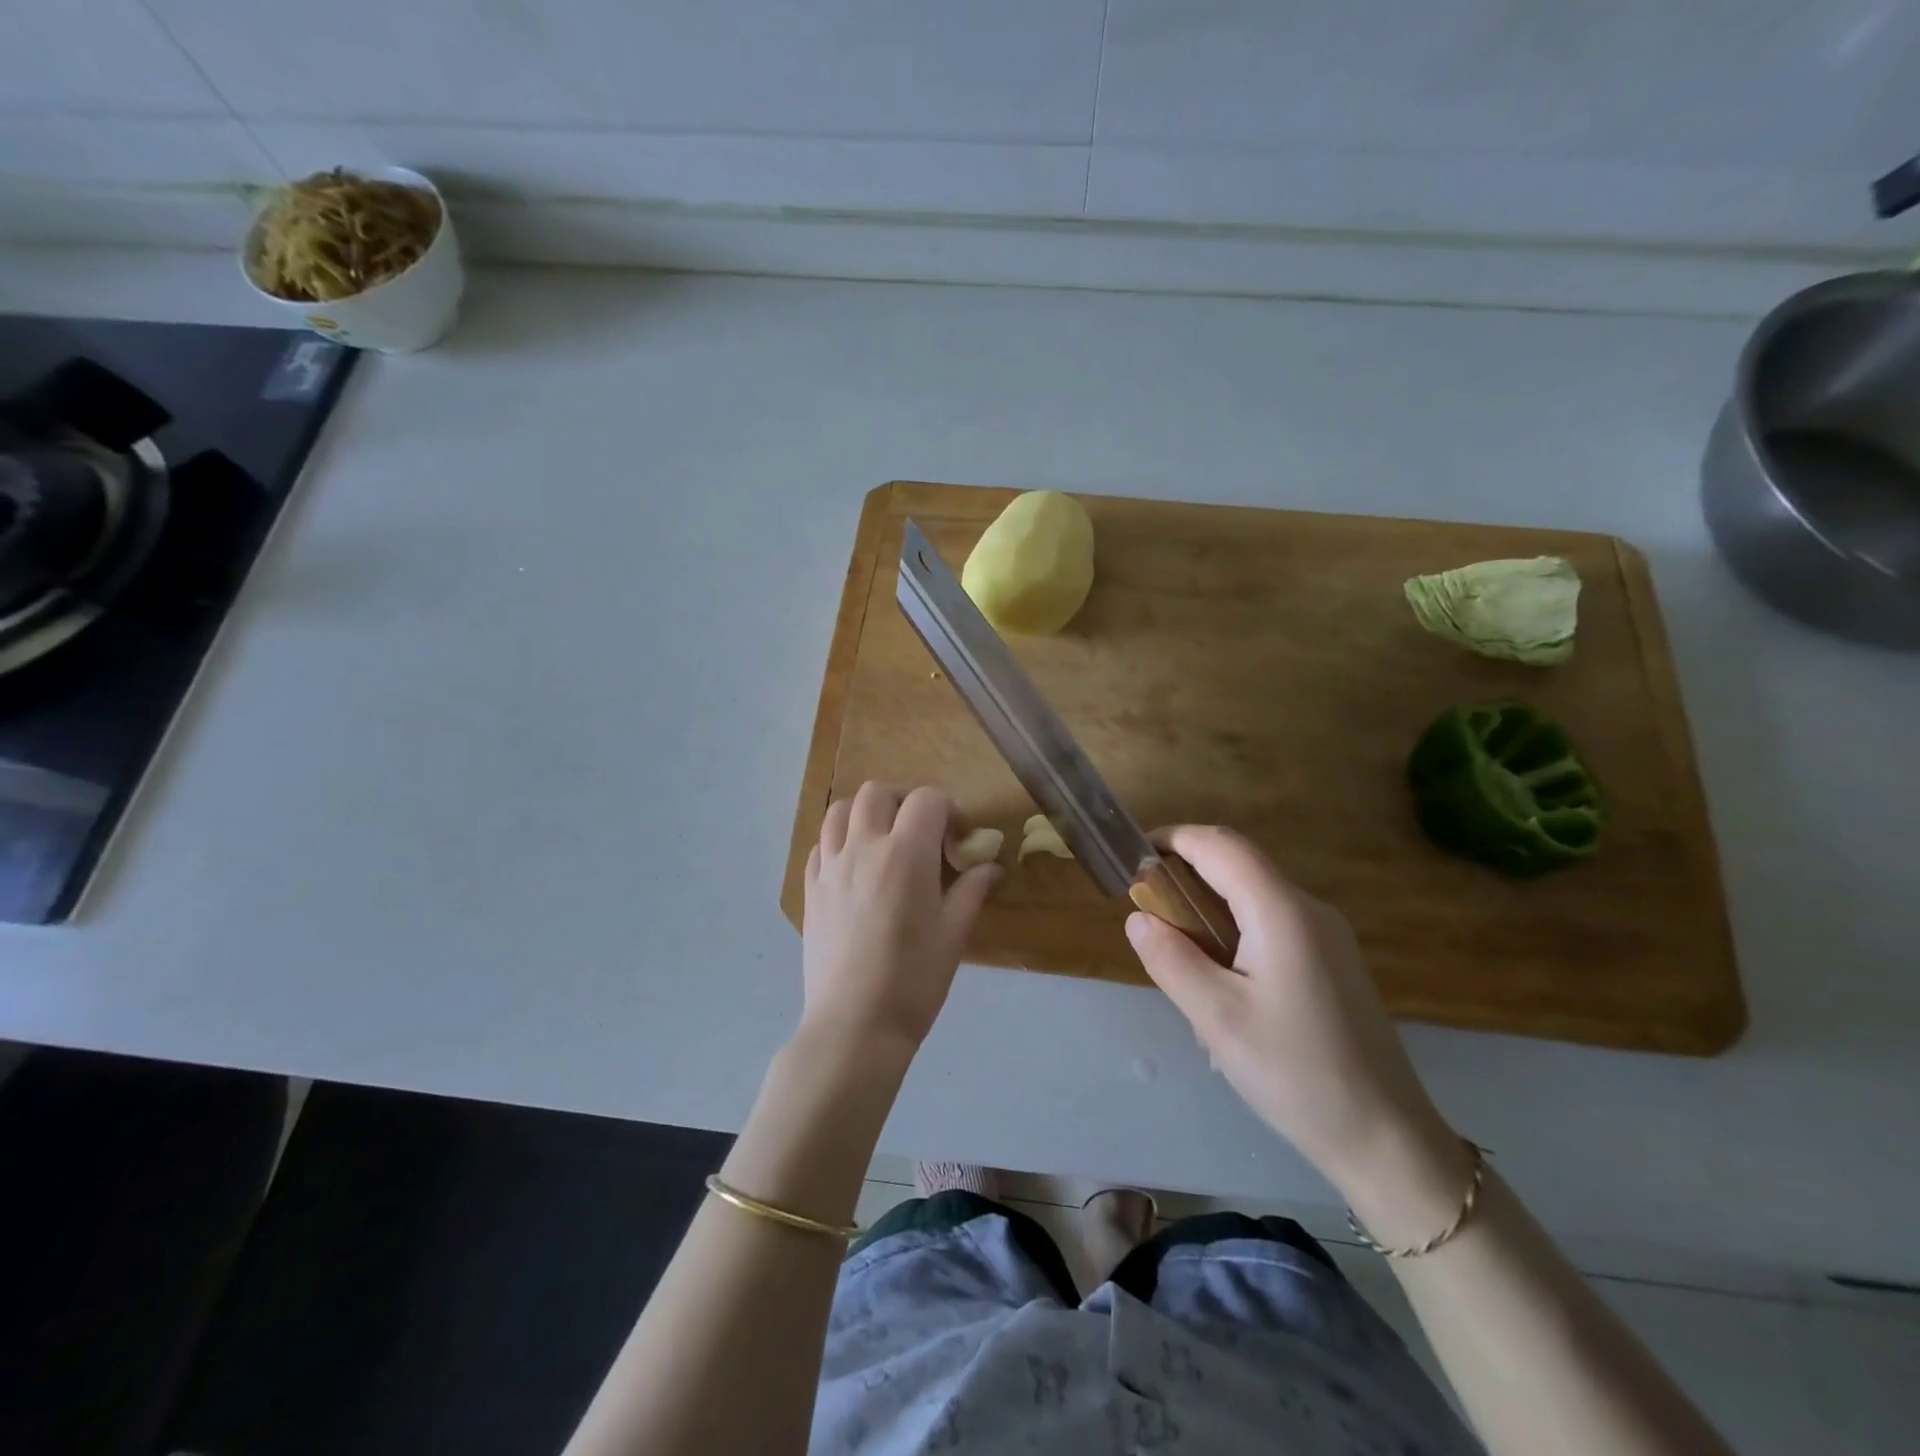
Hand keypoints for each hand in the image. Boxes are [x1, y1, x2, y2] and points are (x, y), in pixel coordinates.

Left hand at [802, 782, 999, 1048]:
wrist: (855, 1024)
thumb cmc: (914, 980)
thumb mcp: (954, 934)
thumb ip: (972, 890)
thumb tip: (991, 866)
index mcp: (905, 854)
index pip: (927, 800)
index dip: (949, 809)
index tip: (958, 838)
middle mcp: (863, 848)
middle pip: (877, 792)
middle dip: (904, 800)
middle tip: (921, 830)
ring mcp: (830, 867)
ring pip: (839, 811)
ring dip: (865, 813)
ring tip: (883, 838)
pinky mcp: (810, 890)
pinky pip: (819, 845)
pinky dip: (838, 841)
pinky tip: (854, 866)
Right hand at [1126, 826, 1457, 1201]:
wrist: (1387, 1139)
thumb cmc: (1296, 1073)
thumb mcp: (1217, 1018)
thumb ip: (1170, 959)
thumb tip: (1138, 918)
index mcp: (1282, 912)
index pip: (1220, 845)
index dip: (1172, 839)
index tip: (1132, 860)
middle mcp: (1309, 910)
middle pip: (1237, 866)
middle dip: (1186, 877)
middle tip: (1149, 919)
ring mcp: (1326, 936)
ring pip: (1251, 898)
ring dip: (1208, 912)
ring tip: (1183, 967)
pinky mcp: (1331, 962)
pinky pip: (1270, 927)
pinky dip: (1232, 936)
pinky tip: (1223, 991)